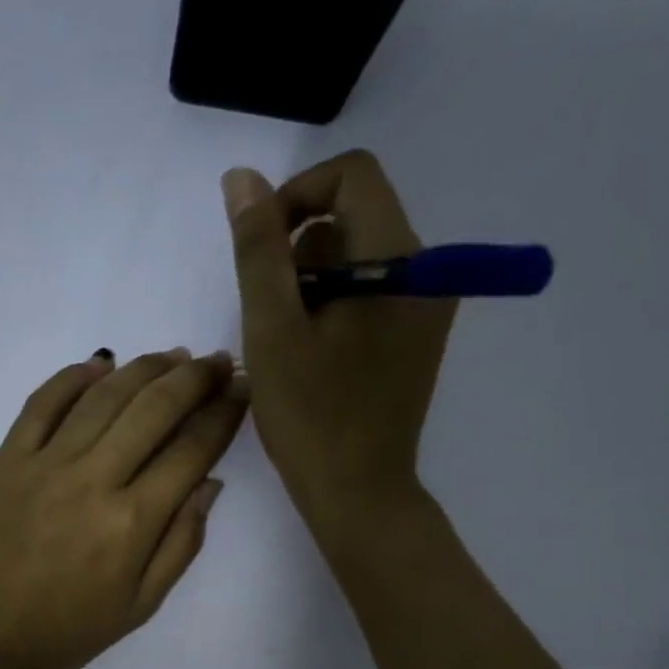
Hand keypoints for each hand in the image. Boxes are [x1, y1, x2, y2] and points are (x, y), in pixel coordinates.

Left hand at [0, 348, 245, 668]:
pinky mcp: (7, 458)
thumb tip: (209, 484)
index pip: (191, 451)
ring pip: (105, 396)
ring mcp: (46, 462)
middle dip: (195, 378)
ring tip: (172, 356)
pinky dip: (73, 377)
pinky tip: (100, 364)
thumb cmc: (65, 631)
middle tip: (217, 361)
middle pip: (154, 409)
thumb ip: (180, 545)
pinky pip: (42, 403)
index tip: (243, 391)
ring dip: (144, 368)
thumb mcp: (139, 607)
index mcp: (133, 522)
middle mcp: (94, 479)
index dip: (223, 415)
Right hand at [223, 150, 454, 531]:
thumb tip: (243, 180)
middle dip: (298, 250)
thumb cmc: (310, 415)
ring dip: (311, 282)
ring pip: (358, 256)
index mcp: (400, 259)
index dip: (295, 196)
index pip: (351, 177)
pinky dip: (332, 305)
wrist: (357, 492)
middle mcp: (426, 270)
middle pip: (354, 216)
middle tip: (270, 313)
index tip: (260, 248)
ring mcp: (425, 305)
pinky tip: (311, 354)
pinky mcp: (415, 335)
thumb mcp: (272, 328)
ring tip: (288, 341)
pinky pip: (370, 291)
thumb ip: (257, 249)